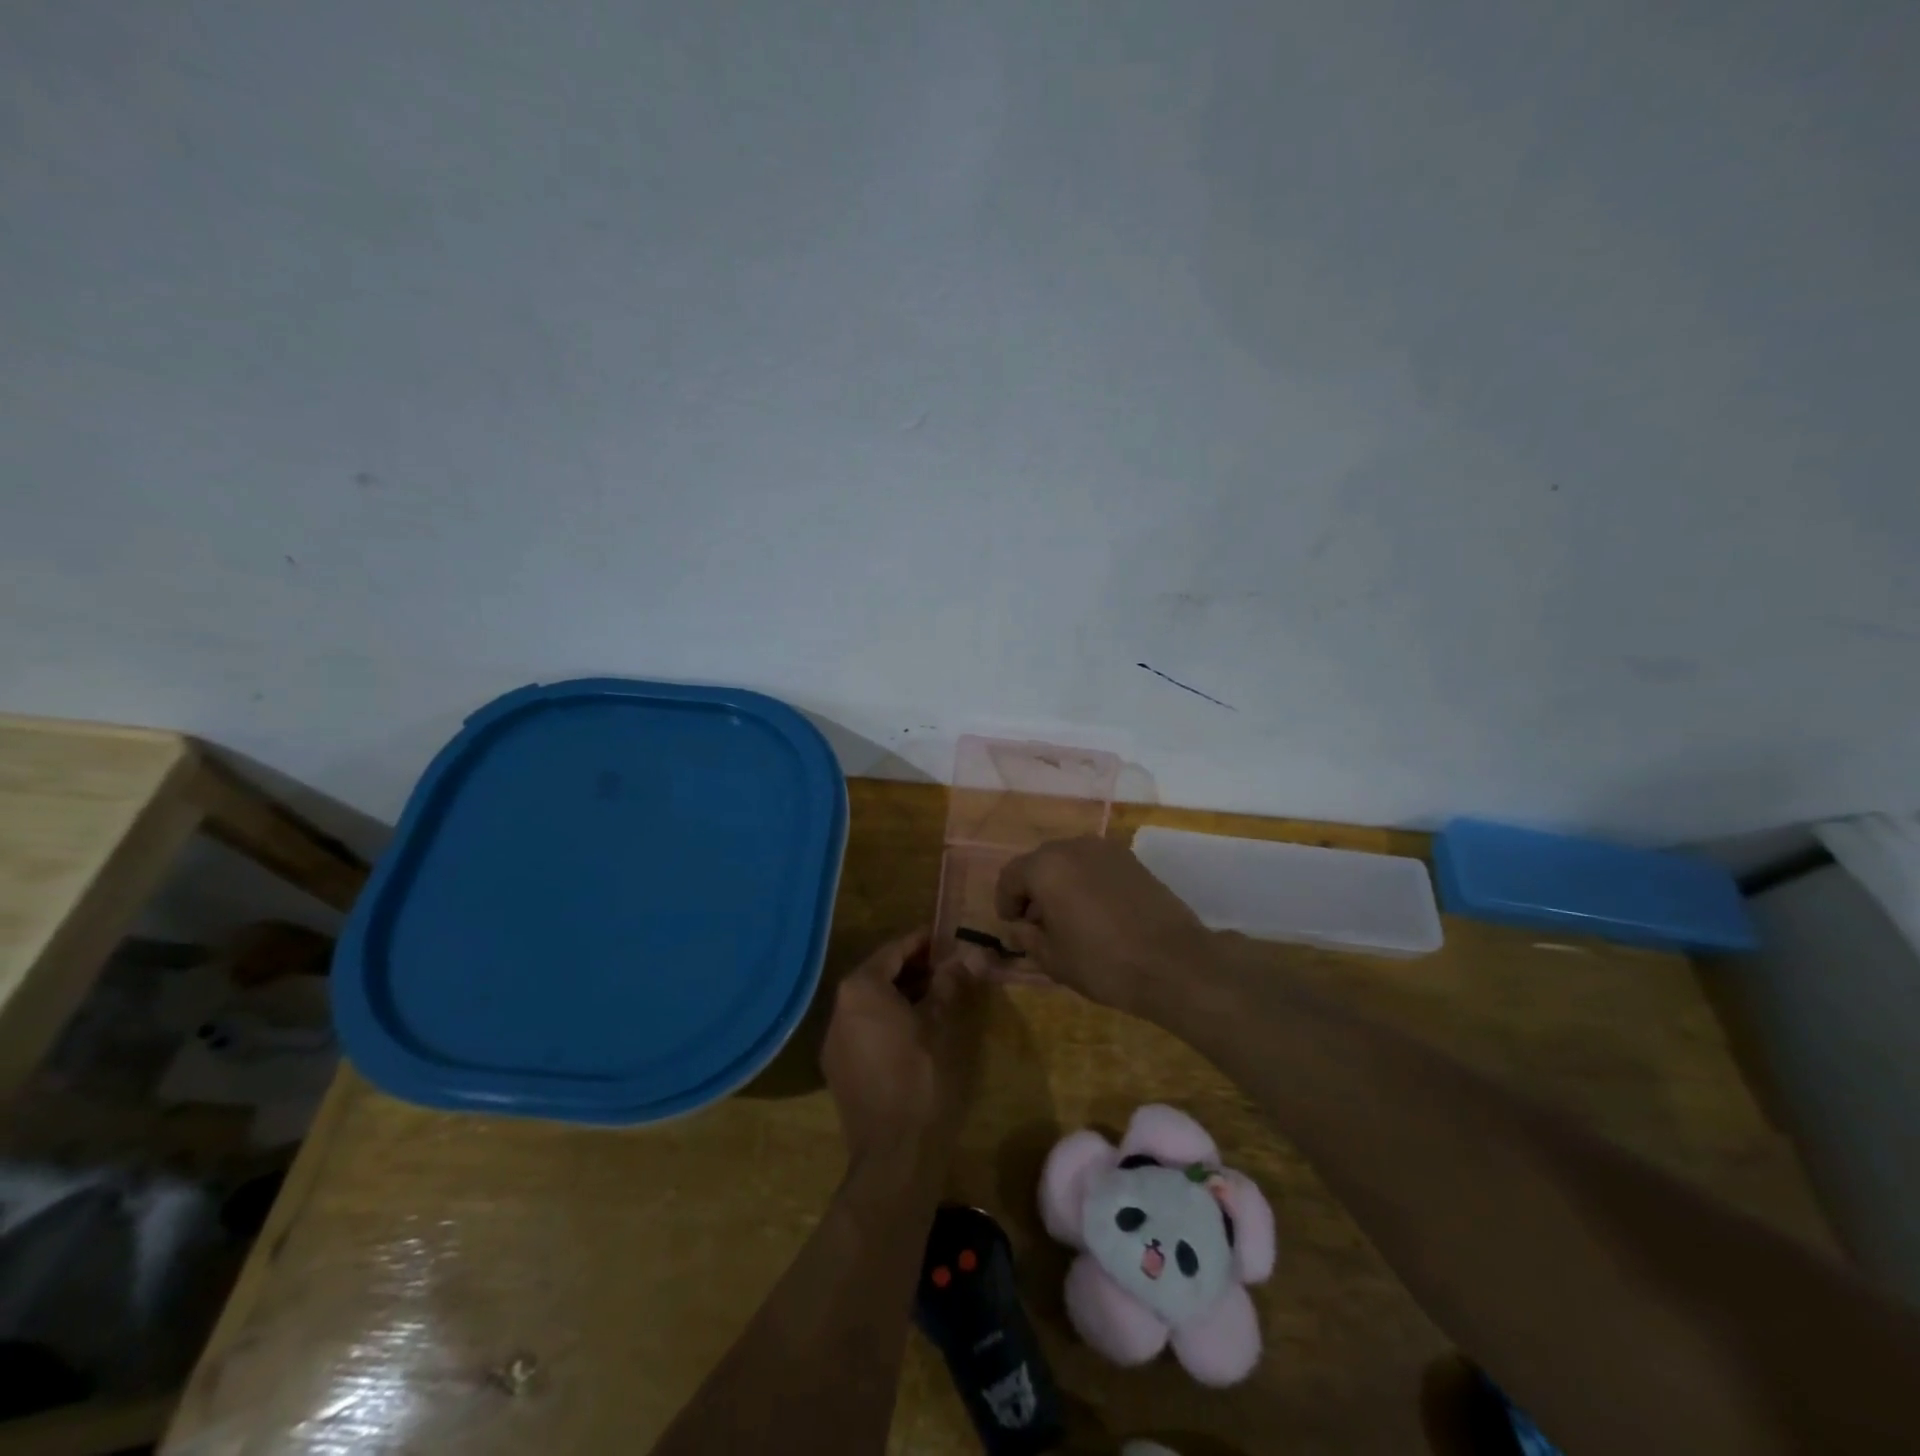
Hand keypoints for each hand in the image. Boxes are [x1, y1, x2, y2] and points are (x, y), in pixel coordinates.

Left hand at [820, 928, 986, 1170]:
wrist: (894, 1153)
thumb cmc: (921, 1077)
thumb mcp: (941, 1024)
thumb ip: (949, 984)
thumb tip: (966, 955)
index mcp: (860, 989)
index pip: (894, 950)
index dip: (922, 942)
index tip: (947, 938)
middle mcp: (839, 1007)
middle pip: (879, 974)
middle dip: (913, 968)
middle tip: (948, 967)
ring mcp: (834, 1040)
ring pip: (870, 1002)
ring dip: (901, 994)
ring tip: (937, 996)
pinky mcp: (838, 1067)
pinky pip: (863, 1027)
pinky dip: (887, 1019)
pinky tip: (915, 1029)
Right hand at [995, 836, 1215, 1013]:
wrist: (1174, 963)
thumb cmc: (1103, 963)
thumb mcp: (1053, 959)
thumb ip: (1027, 937)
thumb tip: (1019, 927)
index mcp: (1046, 867)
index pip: (1011, 876)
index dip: (1005, 901)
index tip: (1012, 926)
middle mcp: (1074, 847)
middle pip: (1041, 863)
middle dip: (1033, 890)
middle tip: (1037, 923)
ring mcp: (1107, 850)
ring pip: (1070, 861)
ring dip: (1061, 884)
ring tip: (1068, 918)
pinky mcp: (1133, 860)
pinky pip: (1096, 866)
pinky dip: (1086, 882)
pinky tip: (1096, 912)